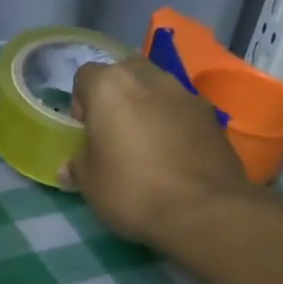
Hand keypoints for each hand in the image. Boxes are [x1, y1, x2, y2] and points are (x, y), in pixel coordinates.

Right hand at [63, 57, 251, 248]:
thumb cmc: (132, 191)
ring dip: (147, 106)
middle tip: (115, 132)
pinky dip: (174, 123)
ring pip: (157, 88)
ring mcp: (185, 93)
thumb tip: (70, 167)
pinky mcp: (212, 115)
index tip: (85, 132)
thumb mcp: (90, 184)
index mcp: (111, 87)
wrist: (202, 210)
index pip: (85, 76)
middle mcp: (149, 78)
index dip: (81, 103)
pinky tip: (174, 155)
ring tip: (147, 145)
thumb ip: (78, 165)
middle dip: (117, 95)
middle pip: (125, 72)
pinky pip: (182, 109)